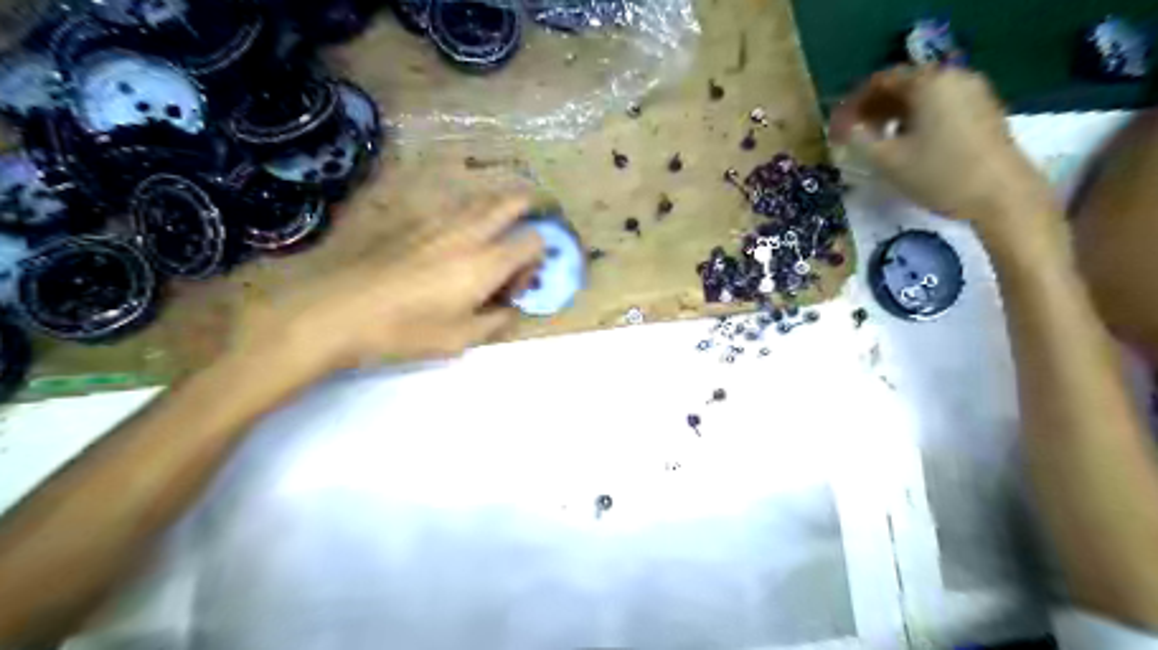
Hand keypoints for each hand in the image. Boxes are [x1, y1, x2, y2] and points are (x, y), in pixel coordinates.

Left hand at [234, 193, 549, 374]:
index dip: (535, 258)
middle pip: (510, 203)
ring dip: (495, 211)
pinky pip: (451, 206)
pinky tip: (449, 239)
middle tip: (518, 235)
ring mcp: (438, 221)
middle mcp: (469, 232)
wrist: (339, 311)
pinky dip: (464, 215)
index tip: (517, 282)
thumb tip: (510, 309)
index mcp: (486, 263)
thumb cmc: (406, 331)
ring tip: (487, 237)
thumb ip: (496, 322)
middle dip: (525, 211)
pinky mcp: (411, 220)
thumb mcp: (460, 340)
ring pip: (479, 200)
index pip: (532, 240)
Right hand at [827, 65, 1056, 230]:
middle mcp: (952, 78)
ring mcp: (972, 93)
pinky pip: (938, 106)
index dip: (852, 104)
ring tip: (872, 143)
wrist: (1001, 195)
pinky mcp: (982, 111)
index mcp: (929, 82)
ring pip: (920, 97)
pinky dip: (913, 120)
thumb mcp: (887, 160)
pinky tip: (903, 144)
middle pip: (901, 86)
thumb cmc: (939, 174)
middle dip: (871, 109)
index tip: (835, 129)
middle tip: (849, 136)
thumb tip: (844, 129)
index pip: (880, 81)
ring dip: (891, 116)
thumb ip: (858, 140)